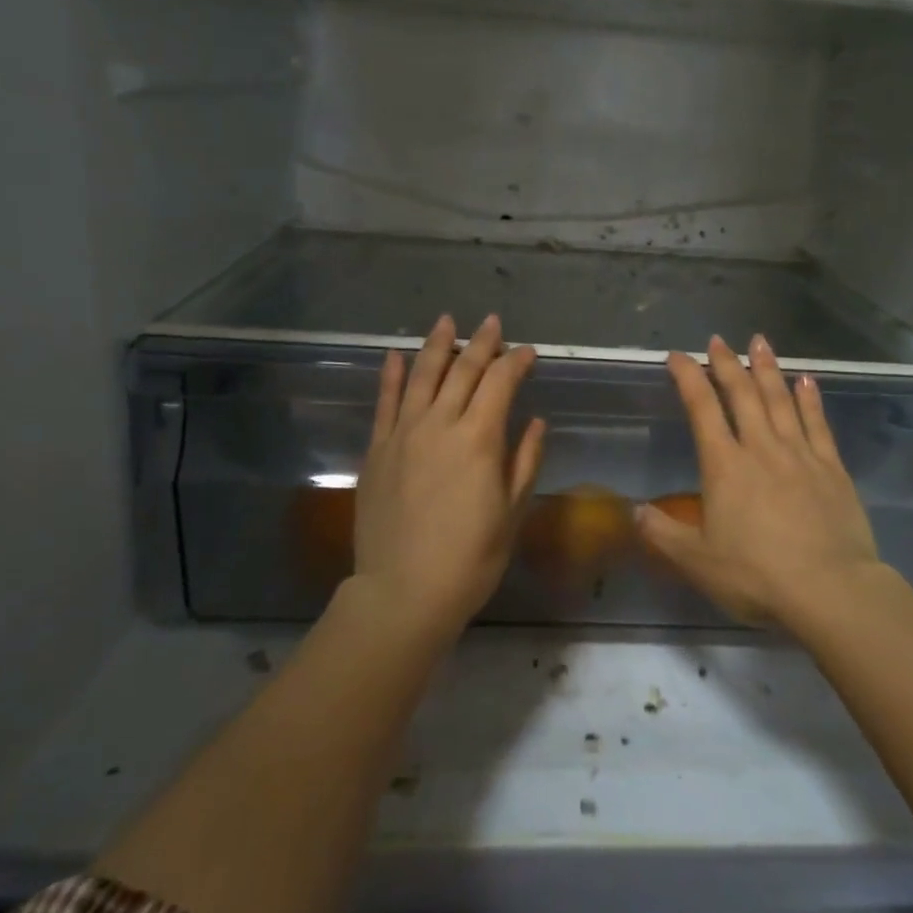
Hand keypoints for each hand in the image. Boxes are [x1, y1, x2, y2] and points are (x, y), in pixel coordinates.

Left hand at [350, 314, 545, 639]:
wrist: (403, 591)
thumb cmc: (470, 558)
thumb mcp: (511, 512)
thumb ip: (524, 460)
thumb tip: (535, 421)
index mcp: (478, 439)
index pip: (501, 383)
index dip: (516, 362)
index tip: (528, 352)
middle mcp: (440, 424)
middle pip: (462, 370)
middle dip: (482, 343)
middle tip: (493, 323)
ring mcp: (403, 434)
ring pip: (421, 376)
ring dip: (437, 345)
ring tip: (447, 321)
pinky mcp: (377, 450)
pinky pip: (384, 403)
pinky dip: (392, 375)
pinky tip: (397, 355)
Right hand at [637, 335, 882, 625]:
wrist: (830, 591)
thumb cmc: (756, 576)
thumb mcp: (697, 562)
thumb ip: (662, 534)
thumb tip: (633, 511)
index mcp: (725, 466)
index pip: (701, 409)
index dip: (688, 377)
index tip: (677, 356)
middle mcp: (761, 449)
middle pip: (742, 394)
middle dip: (727, 364)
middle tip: (718, 339)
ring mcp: (800, 455)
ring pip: (780, 400)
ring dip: (767, 368)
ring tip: (759, 341)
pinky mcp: (832, 469)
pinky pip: (818, 423)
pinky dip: (810, 398)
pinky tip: (806, 380)